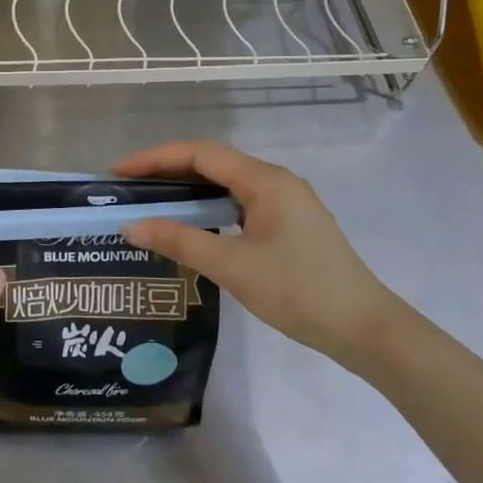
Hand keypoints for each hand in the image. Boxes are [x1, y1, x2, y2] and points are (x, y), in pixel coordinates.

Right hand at [115, 141, 401, 370]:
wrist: (364, 329)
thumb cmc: (299, 291)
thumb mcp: (233, 266)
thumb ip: (181, 241)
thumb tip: (131, 226)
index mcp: (265, 180)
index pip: (200, 154)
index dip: (155, 158)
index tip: (119, 172)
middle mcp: (275, 181)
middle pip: (212, 163)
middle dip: (167, 170)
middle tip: (127, 187)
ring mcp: (285, 203)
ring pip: (226, 183)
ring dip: (187, 188)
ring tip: (150, 202)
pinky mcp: (288, 225)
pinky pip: (238, 203)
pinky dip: (208, 207)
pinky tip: (190, 225)